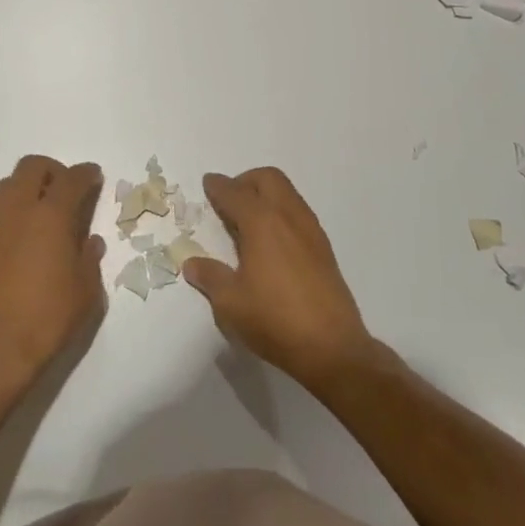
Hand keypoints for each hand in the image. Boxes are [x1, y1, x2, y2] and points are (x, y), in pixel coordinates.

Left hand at [0, 155, 106, 387]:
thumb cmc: (48, 319)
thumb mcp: (86, 293)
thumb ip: (89, 260)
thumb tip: (89, 242)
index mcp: (50, 217)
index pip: (71, 179)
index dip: (86, 173)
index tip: (94, 176)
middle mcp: (17, 213)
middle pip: (31, 168)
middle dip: (52, 170)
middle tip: (65, 190)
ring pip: (6, 187)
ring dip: (26, 189)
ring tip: (41, 215)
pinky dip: (11, 218)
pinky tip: (20, 246)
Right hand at [180, 168, 375, 387]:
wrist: (332, 347)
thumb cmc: (274, 320)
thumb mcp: (230, 303)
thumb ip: (210, 277)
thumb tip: (192, 263)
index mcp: (262, 223)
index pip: (235, 193)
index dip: (218, 187)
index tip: (208, 184)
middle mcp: (288, 216)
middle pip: (267, 179)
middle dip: (245, 181)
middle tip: (229, 200)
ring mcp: (311, 230)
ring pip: (287, 192)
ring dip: (265, 194)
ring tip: (248, 220)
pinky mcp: (324, 248)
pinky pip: (298, 212)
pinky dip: (281, 211)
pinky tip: (271, 240)